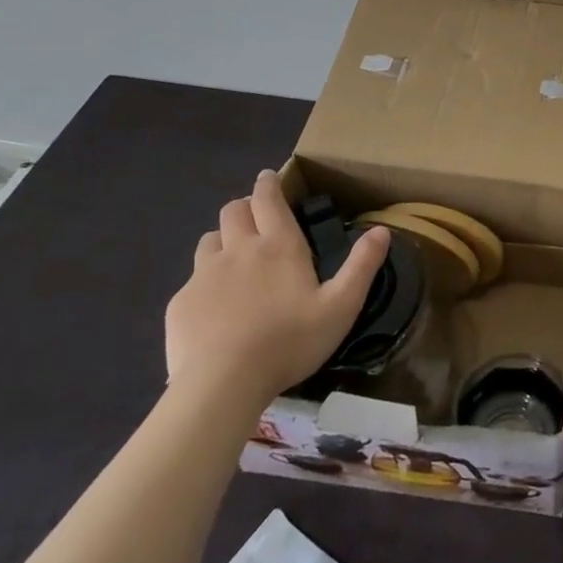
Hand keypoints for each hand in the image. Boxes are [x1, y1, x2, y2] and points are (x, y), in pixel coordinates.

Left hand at [165, 171, 389, 408]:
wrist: (222, 384)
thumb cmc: (290, 342)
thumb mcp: (341, 306)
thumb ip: (362, 266)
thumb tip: (382, 230)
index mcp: (279, 246)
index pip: (268, 199)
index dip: (268, 184)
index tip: (268, 177)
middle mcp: (239, 250)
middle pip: (233, 211)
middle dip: (245, 206)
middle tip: (256, 218)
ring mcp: (204, 275)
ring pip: (210, 240)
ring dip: (223, 239)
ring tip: (234, 258)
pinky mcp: (180, 303)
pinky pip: (193, 279)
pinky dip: (206, 281)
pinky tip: (216, 305)